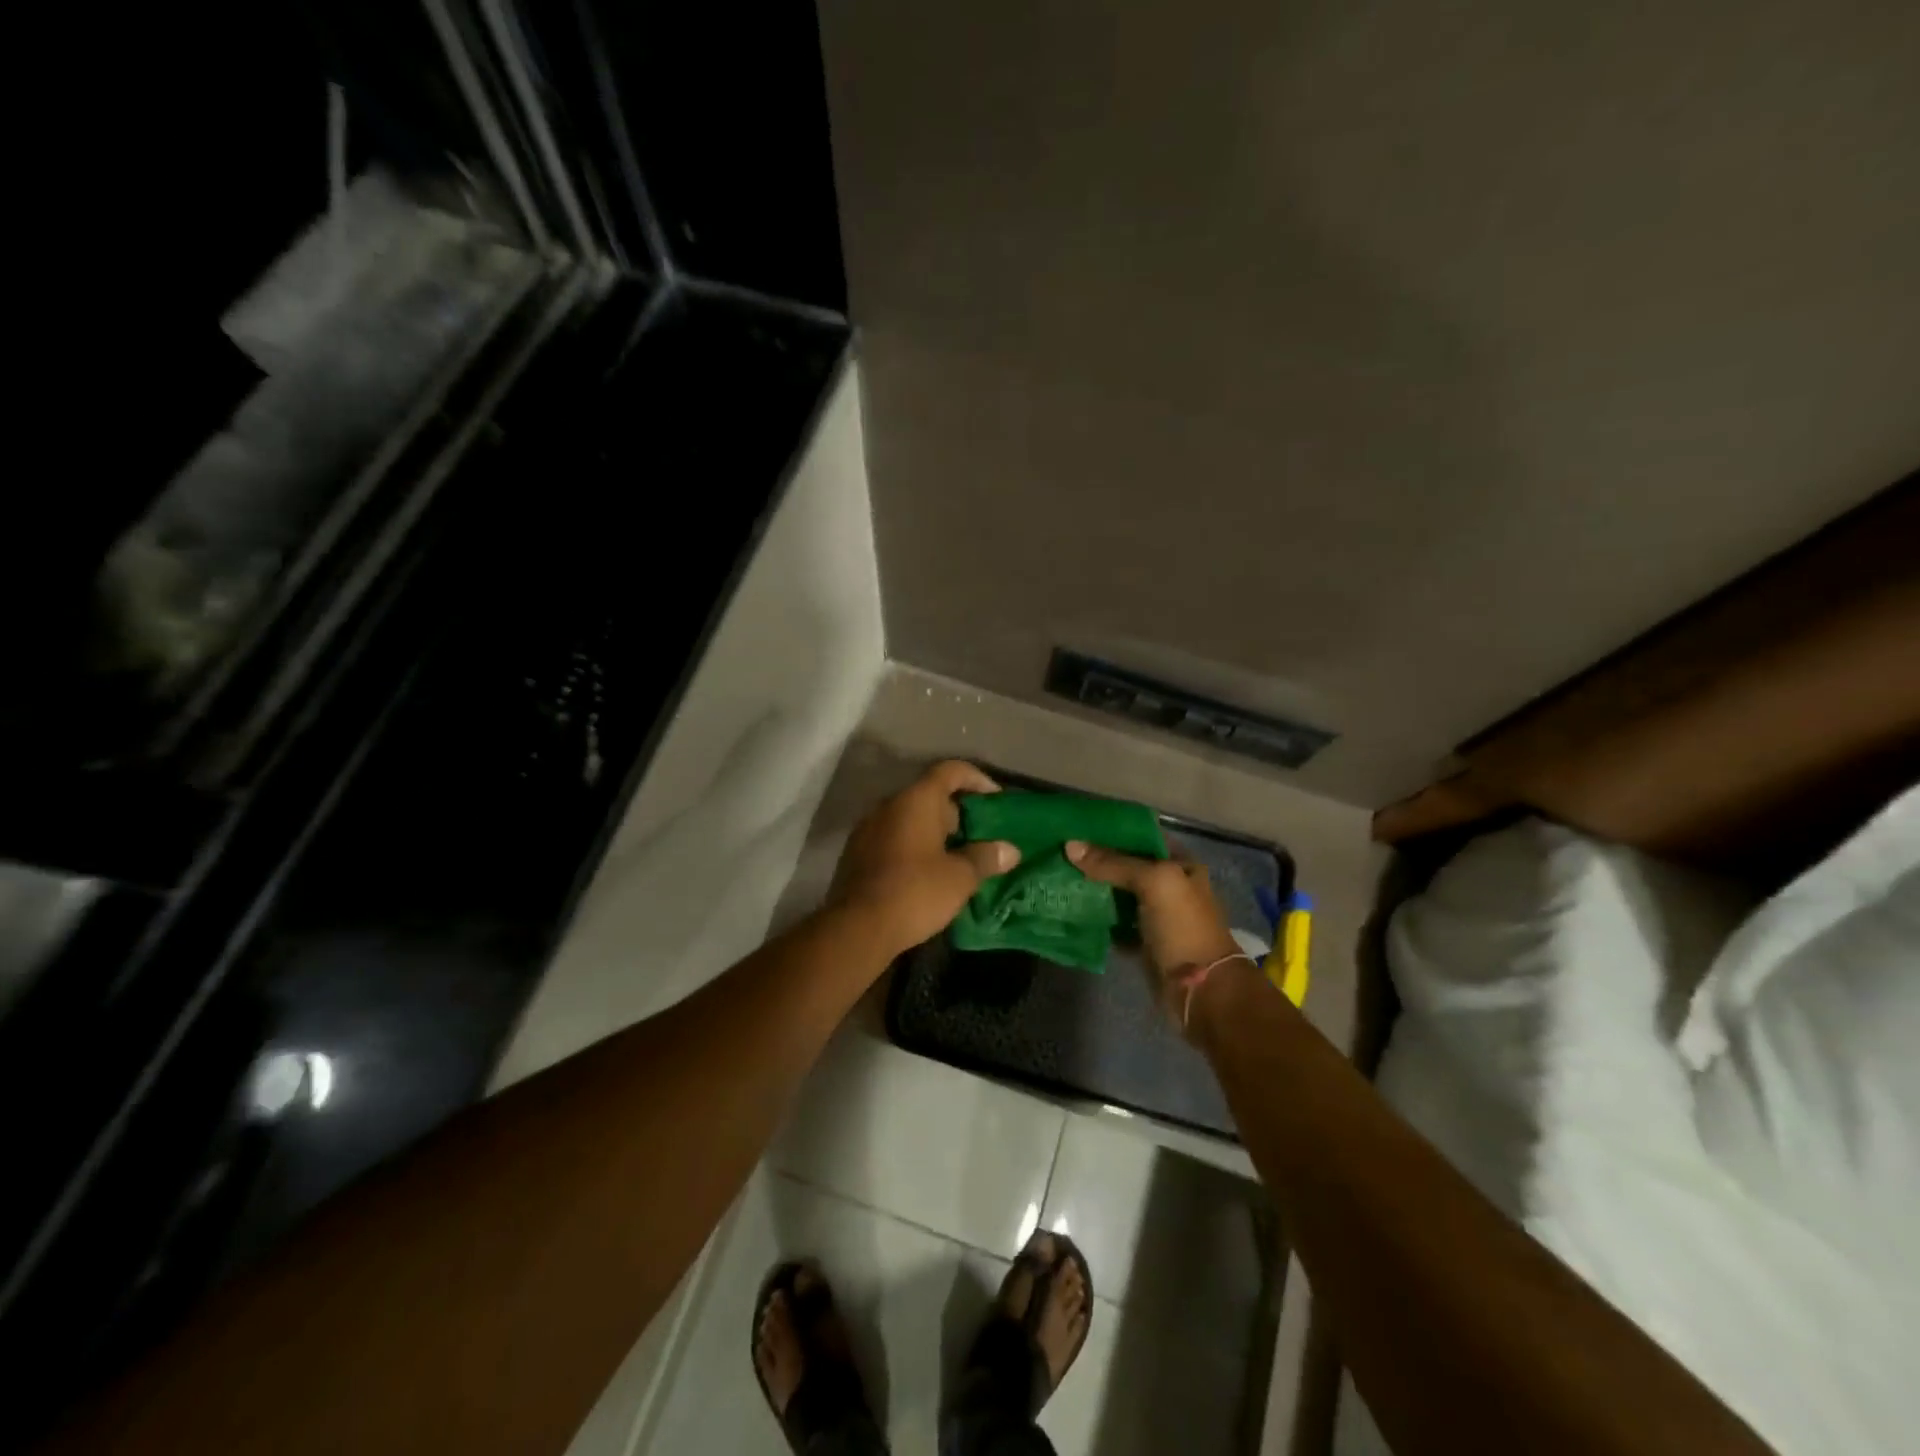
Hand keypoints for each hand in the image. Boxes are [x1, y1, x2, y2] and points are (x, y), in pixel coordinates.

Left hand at [828, 761, 1020, 957]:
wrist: (858, 927)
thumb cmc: (916, 892)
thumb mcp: (960, 877)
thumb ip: (985, 858)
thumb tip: (1010, 850)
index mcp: (916, 800)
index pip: (950, 771)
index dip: (977, 779)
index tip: (996, 798)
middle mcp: (889, 805)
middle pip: (929, 794)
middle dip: (956, 812)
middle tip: (979, 835)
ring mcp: (868, 828)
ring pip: (909, 818)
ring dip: (934, 831)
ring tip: (957, 856)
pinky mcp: (856, 853)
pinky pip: (893, 837)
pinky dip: (913, 846)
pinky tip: (927, 873)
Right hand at [1065, 841, 1244, 1026]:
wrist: (1202, 990)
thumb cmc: (1184, 927)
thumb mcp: (1153, 883)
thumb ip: (1113, 863)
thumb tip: (1070, 845)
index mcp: (1181, 865)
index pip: (1143, 837)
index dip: (1114, 831)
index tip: (1078, 827)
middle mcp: (1170, 887)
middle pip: (1128, 866)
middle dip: (1098, 860)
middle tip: (1062, 852)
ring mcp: (1157, 916)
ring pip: (1119, 895)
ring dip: (1094, 889)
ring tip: (1060, 876)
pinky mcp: (1144, 943)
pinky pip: (1115, 924)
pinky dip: (1097, 919)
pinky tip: (1072, 910)